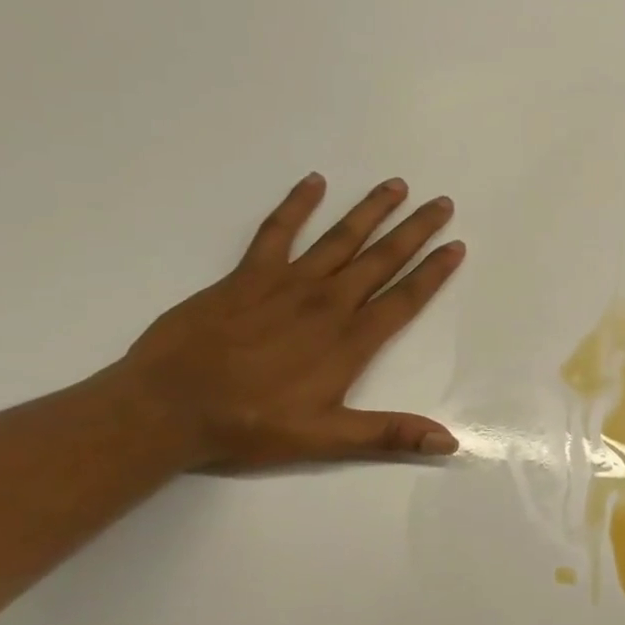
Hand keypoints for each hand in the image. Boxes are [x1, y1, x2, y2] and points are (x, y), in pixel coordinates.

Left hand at [120, 173, 464, 470]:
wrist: (167, 407)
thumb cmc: (251, 425)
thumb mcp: (327, 437)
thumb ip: (390, 434)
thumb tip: (449, 442)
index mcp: (351, 339)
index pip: (405, 297)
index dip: (434, 271)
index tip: (457, 245)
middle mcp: (328, 302)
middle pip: (382, 258)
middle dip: (415, 230)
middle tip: (442, 202)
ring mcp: (287, 283)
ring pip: (340, 238)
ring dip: (371, 210)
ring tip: (397, 184)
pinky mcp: (247, 275)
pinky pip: (277, 231)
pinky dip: (296, 204)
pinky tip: (315, 181)